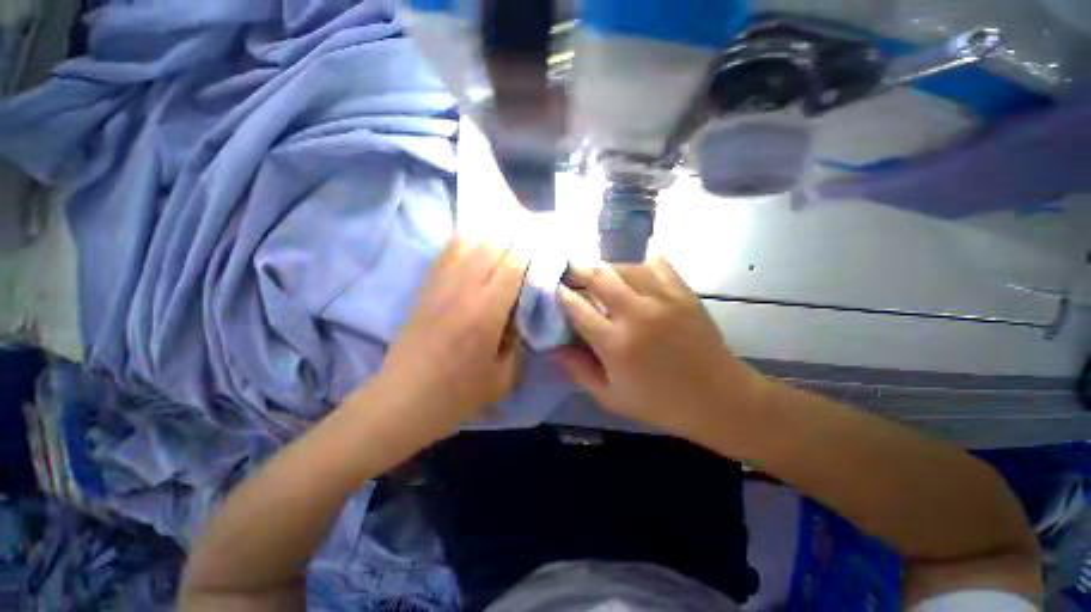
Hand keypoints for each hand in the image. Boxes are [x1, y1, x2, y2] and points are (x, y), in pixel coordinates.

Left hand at [364, 237, 528, 440]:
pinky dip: (463, 243)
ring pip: (466, 242)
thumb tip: (523, 317)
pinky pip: (444, 253)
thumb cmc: (458, 393)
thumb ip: (520, 343)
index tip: (540, 250)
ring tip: (502, 239)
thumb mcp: (504, 377)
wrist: (404, 399)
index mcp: (487, 311)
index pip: (512, 265)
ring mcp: (440, 285)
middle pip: (490, 245)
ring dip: (488, 236)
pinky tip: (473, 245)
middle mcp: (463, 289)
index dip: (529, 253)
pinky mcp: (425, 288)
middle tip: (525, 243)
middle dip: (512, 239)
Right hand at [555, 255, 770, 441]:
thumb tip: (554, 349)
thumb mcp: (611, 398)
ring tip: (599, 273)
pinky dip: (642, 262)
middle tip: (571, 272)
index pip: (577, 308)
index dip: (561, 295)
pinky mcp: (683, 293)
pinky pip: (658, 264)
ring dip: (606, 267)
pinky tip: (635, 268)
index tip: (555, 290)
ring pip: (625, 266)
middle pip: (598, 276)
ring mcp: (662, 299)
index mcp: (615, 343)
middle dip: (578, 270)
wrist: (719, 398)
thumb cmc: (661, 402)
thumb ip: (579, 371)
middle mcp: (635, 314)